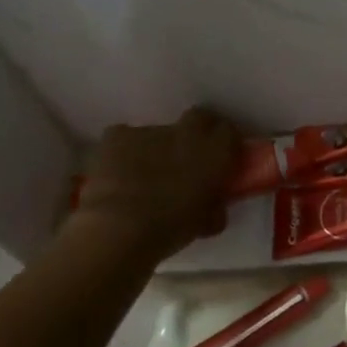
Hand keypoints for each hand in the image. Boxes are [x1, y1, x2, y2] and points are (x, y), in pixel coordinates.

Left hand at [69, 108, 239, 257]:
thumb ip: (214, 206)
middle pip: (199, 117)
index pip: (229, 131)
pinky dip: (126, 152)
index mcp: (214, 153)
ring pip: (160, 133)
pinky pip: (126, 139)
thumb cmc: (171, 229)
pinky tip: (120, 173)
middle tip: (191, 157)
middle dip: (198, 131)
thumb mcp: (206, 223)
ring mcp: (149, 131)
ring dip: (159, 148)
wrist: (119, 228)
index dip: (226, 142)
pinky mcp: (117, 136)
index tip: (223, 157)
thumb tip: (213, 205)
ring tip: (147, 175)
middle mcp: (186, 134)